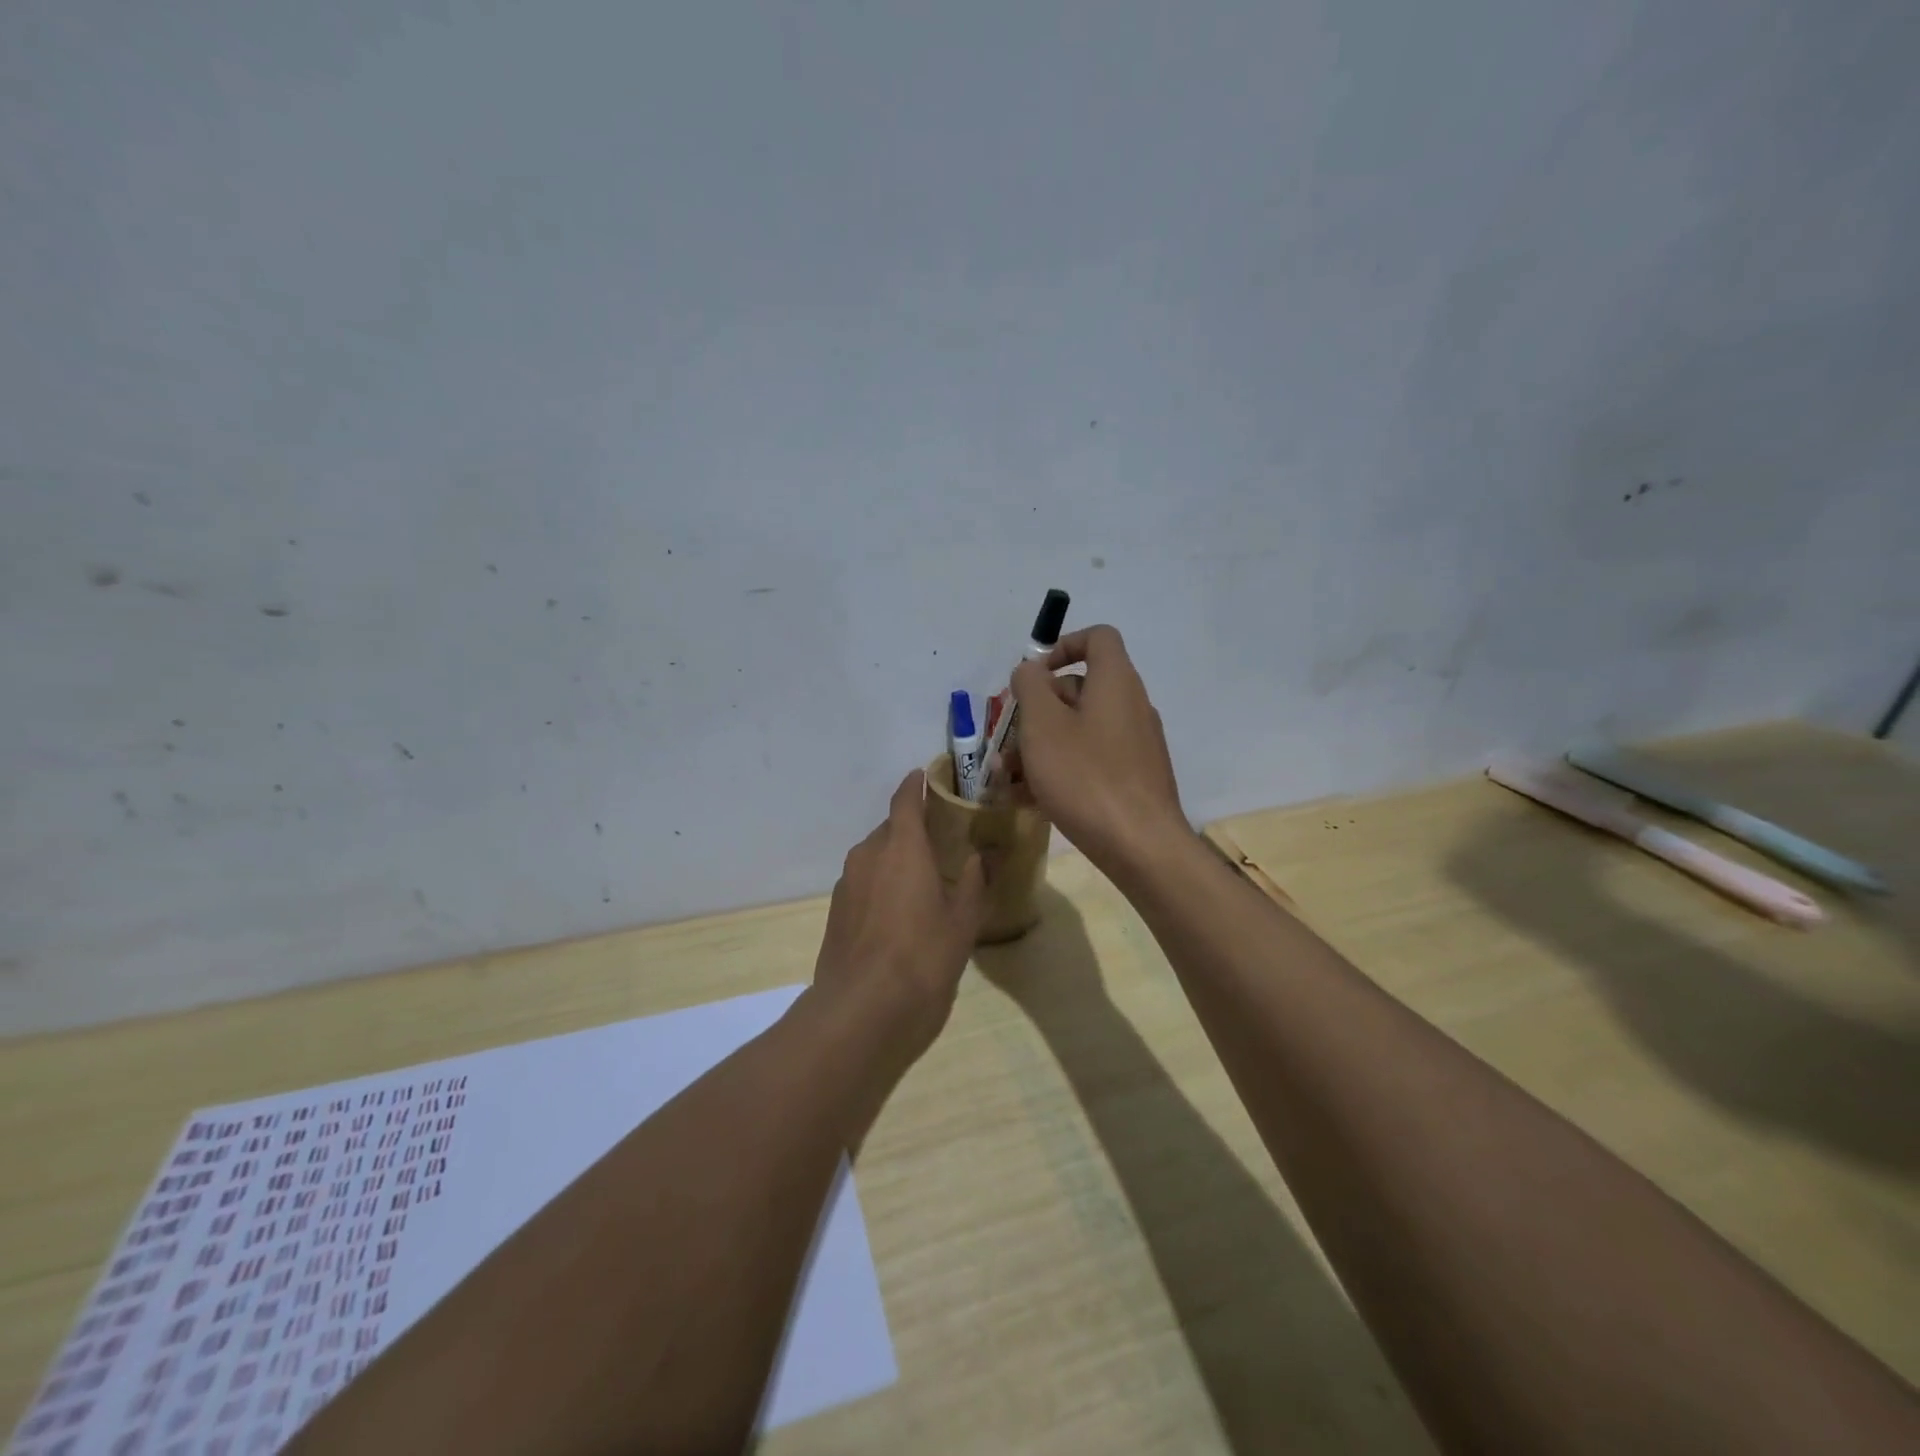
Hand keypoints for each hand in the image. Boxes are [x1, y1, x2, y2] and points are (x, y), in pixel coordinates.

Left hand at [811, 769, 987, 1060]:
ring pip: (875, 857)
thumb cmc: (922, 957)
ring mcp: (847, 883)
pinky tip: (899, 913)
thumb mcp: (962, 920)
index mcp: (901, 846)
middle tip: (940, 842)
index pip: (906, 799)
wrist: (861, 1011)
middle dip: (912, 830)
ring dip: (896, 860)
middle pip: (890, 829)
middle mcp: (868, 855)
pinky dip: (881, 885)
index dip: (916, 784)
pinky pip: (863, 883)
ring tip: (922, 880)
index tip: (927, 775)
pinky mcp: (836, 912)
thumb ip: (972, 882)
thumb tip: (979, 856)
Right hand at [1010, 625, 1186, 873]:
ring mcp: (1135, 744)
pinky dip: (1061, 768)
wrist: (1141, 845)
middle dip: (1037, 709)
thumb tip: (1030, 670)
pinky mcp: (1134, 777)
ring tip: (1006, 775)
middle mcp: (1131, 706)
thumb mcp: (1043, 725)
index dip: (1062, 645)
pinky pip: (1091, 760)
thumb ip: (1030, 687)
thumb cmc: (1086, 777)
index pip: (1097, 637)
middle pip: (1080, 688)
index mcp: (1116, 682)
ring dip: (1041, 744)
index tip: (1032, 676)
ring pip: (1080, 730)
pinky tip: (1029, 798)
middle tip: (1007, 735)